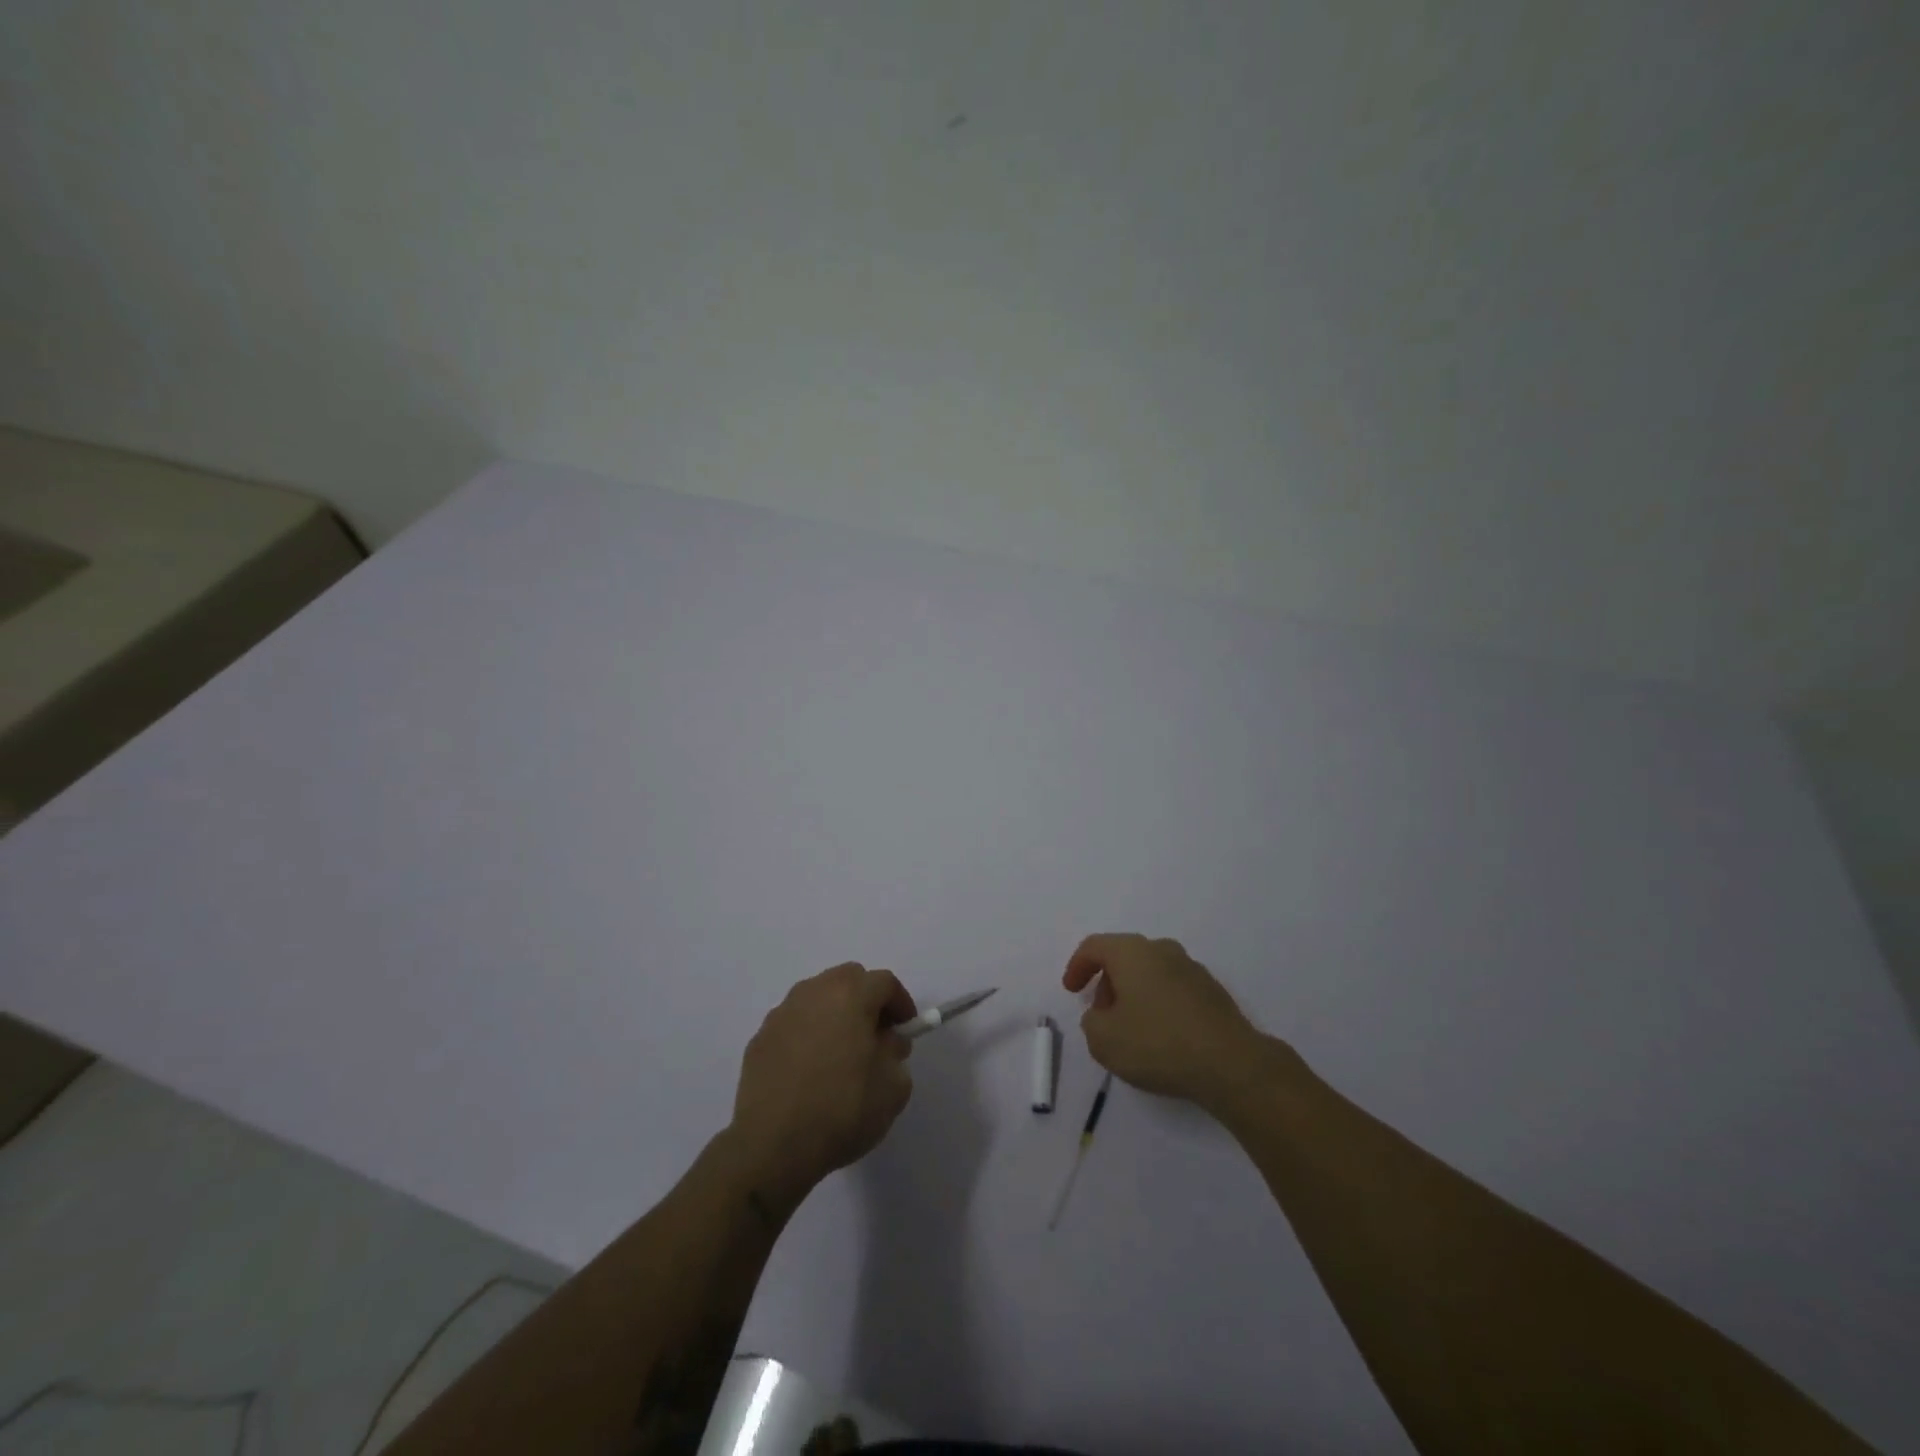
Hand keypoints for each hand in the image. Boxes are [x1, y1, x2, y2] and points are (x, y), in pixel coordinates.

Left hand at [729, 963, 916, 1205]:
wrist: (773, 1145)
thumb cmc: (842, 1110)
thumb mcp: (892, 1088)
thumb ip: (896, 1054)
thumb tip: (885, 1041)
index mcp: (850, 995)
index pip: (884, 982)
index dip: (901, 1003)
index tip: (905, 1030)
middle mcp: (814, 992)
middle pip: (848, 979)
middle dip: (866, 1000)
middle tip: (875, 1035)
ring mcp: (782, 1013)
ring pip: (817, 997)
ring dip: (834, 1013)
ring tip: (840, 1052)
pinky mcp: (760, 1037)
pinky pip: (794, 1023)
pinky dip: (807, 1034)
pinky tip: (809, 1069)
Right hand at [1063, 933, 1273, 1107]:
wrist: (1231, 1064)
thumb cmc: (1158, 1043)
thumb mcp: (1104, 1040)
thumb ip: (1091, 1022)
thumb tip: (1101, 1015)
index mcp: (1132, 952)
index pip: (1094, 946)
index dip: (1077, 966)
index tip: (1072, 991)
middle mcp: (1162, 950)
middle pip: (1124, 956)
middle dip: (1107, 982)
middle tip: (1101, 1013)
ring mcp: (1192, 969)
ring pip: (1151, 972)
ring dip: (1134, 993)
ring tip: (1131, 1028)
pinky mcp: (1213, 992)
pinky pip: (1173, 989)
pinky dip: (1159, 1003)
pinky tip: (1161, 1035)